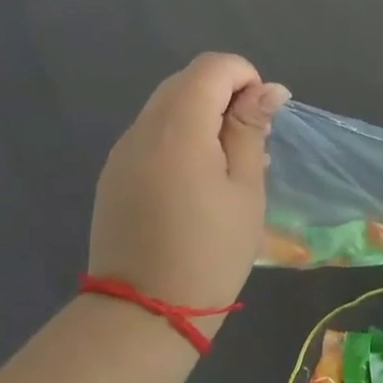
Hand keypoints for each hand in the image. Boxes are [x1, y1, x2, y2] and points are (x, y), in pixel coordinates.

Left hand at [88, 53, 290, 316]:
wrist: (142, 315)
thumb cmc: (209, 251)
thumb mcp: (245, 188)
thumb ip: (251, 129)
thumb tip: (269, 89)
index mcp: (177, 128)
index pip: (212, 67)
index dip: (245, 77)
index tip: (262, 118)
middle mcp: (142, 129)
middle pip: (186, 81)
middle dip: (225, 95)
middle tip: (250, 142)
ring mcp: (122, 152)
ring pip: (167, 106)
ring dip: (202, 116)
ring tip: (226, 165)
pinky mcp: (113, 175)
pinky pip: (152, 134)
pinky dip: (180, 137)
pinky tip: (196, 181)